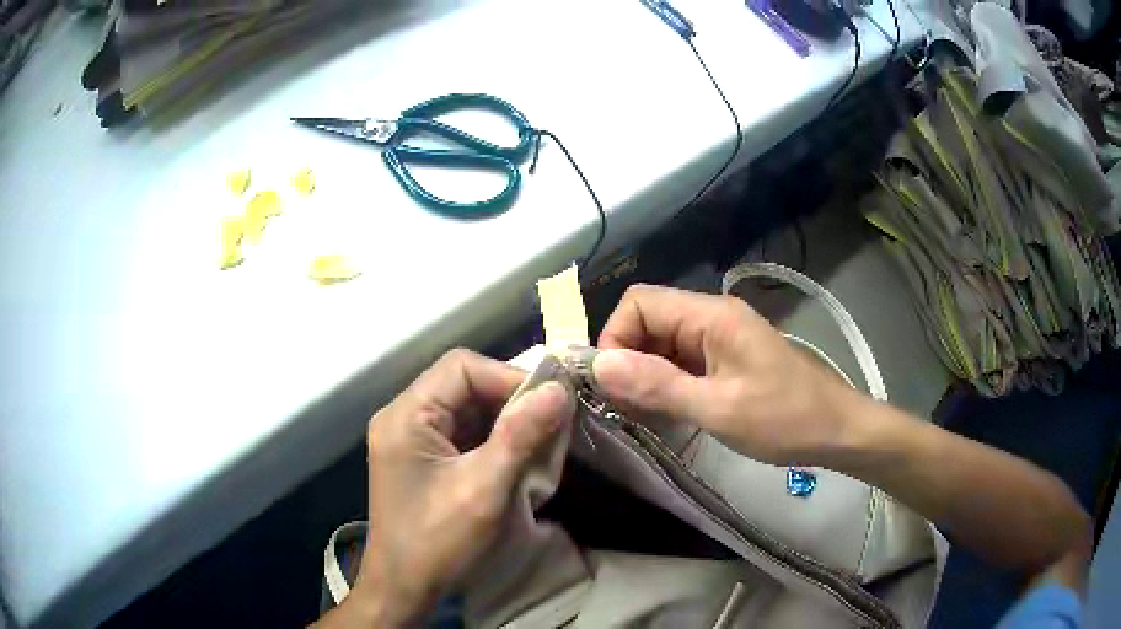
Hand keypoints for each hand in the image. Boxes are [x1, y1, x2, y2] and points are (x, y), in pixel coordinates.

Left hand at [330, 349, 573, 626]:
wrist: (404, 588)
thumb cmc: (437, 542)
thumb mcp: (483, 489)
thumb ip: (520, 436)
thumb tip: (558, 390)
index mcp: (406, 416)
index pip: (462, 367)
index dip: (509, 377)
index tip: (551, 401)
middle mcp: (403, 417)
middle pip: (464, 384)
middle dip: (510, 400)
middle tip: (552, 421)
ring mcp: (410, 438)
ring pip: (466, 409)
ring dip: (506, 421)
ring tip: (542, 439)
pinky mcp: (422, 458)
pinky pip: (463, 433)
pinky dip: (494, 439)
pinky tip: (518, 457)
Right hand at [592, 285, 857, 465]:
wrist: (837, 430)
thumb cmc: (785, 419)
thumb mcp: (718, 409)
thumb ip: (658, 385)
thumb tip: (599, 366)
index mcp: (711, 316)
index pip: (640, 302)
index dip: (615, 337)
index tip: (610, 384)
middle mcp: (712, 317)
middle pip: (648, 321)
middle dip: (626, 360)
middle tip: (621, 406)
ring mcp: (720, 339)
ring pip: (662, 343)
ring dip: (644, 375)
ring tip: (640, 414)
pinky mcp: (726, 360)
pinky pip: (681, 361)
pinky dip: (665, 383)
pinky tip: (665, 412)